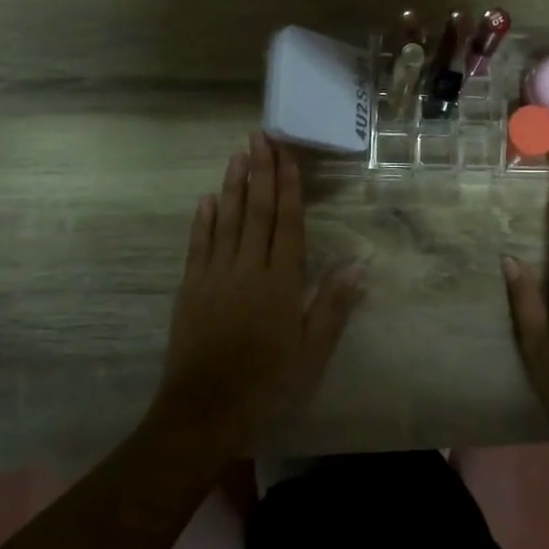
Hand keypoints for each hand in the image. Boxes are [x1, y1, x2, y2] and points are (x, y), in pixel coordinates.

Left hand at [152, 133, 364, 451]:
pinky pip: (198, 246)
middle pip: (256, 211)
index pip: (286, 223)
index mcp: (280, 283)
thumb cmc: (267, 384)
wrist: (204, 412)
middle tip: (260, 136)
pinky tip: (207, 199)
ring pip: (226, 221)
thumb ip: (332, 307)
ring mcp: (214, 276)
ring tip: (238, 154)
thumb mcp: (311, 354)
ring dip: (233, 185)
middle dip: (260, 172)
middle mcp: (247, 269)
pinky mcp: (190, 289)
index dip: (288, 187)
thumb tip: (359, 265)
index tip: (287, 155)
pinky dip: (203, 220)